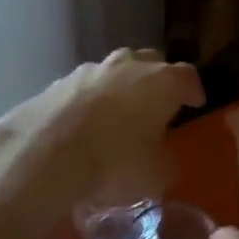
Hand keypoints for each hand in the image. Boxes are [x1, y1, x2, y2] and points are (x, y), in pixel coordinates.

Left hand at [0, 49, 203, 227]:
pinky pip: (84, 88)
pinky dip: (89, 101)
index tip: (195, 104)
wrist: (44, 154)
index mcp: (163, 82)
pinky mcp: (56, 83)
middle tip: (158, 105)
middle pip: (151, 63)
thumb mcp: (156, 175)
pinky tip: (84, 125)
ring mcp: (90, 70)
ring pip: (114, 72)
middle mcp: (129, 65)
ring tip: (118, 115)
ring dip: (120, 88)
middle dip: (157, 81)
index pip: (188, 77)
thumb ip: (167, 160)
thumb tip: (164, 156)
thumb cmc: (115, 162)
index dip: (193, 91)